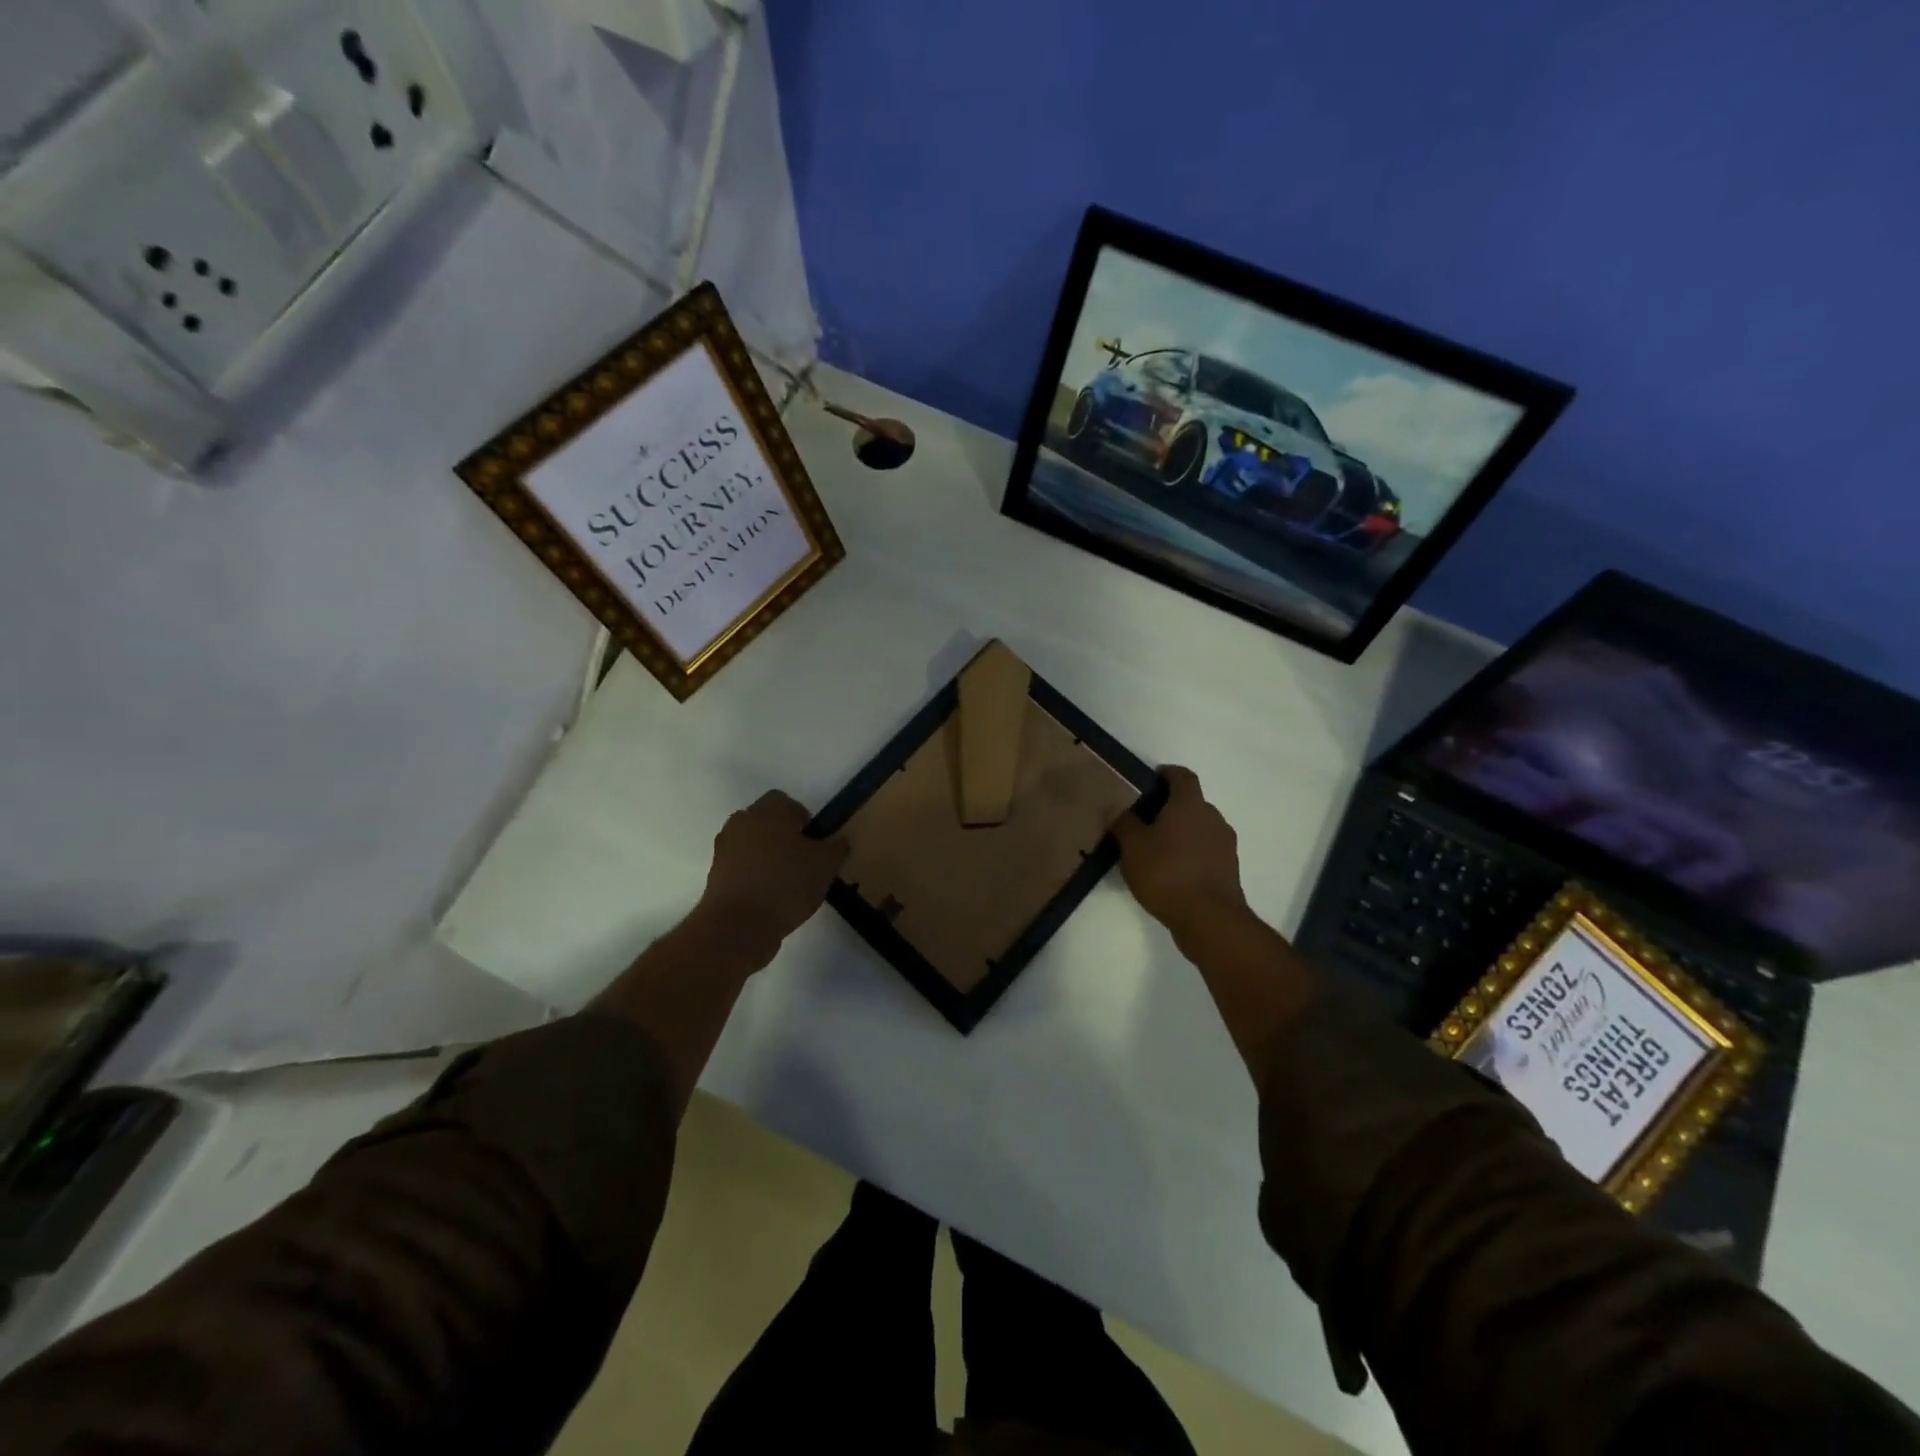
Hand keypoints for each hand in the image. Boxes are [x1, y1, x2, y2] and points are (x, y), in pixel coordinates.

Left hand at [695, 790, 848, 959]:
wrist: (738, 926)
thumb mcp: (826, 865)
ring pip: (753, 845)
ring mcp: (724, 849)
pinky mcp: (715, 876)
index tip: (815, 842)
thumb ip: (837, 847)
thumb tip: (838, 840)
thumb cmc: (786, 884)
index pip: (786, 802)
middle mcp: (741, 822)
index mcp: (768, 811)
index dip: (803, 819)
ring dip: (768, 857)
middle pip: (767, 822)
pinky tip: (771, 898)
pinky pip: (742, 867)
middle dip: (785, 837)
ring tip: (788, 883)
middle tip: (804, 861)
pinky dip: (755, 876)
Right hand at [1111, 766, 1249, 938]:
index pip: (1182, 775)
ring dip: (1182, 832)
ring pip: (1200, 828)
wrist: (1209, 919)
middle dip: (1170, 807)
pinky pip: (1206, 851)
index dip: (1166, 774)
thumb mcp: (1132, 847)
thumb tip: (1115, 805)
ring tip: (1156, 848)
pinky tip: (1172, 871)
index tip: (1150, 781)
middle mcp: (1212, 817)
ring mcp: (1225, 844)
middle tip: (1145, 819)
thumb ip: (1123, 822)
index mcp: (1190, 804)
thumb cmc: (1166, 873)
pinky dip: (1191, 853)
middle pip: (1192, 802)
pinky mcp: (1229, 869)